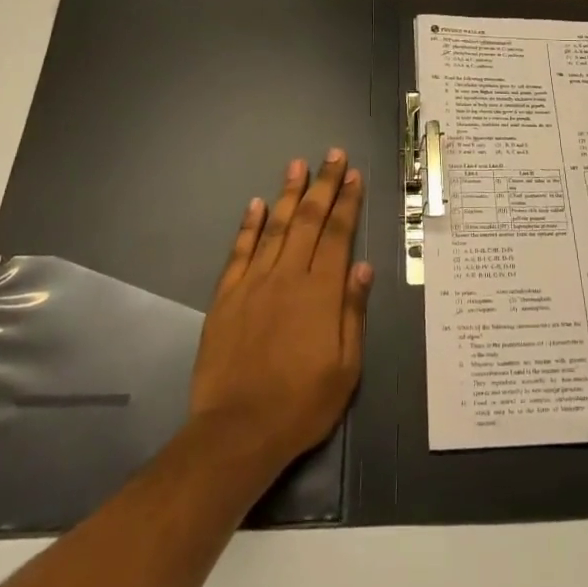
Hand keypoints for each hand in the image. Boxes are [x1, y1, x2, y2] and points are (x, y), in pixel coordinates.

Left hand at [189, 151, 373, 473]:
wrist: (236, 432)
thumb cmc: (301, 404)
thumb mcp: (345, 367)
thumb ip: (353, 312)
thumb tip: (361, 266)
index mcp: (321, 292)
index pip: (338, 234)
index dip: (347, 202)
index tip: (353, 175)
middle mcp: (288, 277)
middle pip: (309, 220)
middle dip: (323, 184)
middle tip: (332, 154)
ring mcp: (253, 283)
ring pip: (276, 227)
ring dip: (288, 193)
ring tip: (297, 164)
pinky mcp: (226, 297)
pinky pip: (240, 252)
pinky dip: (249, 226)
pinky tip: (257, 204)